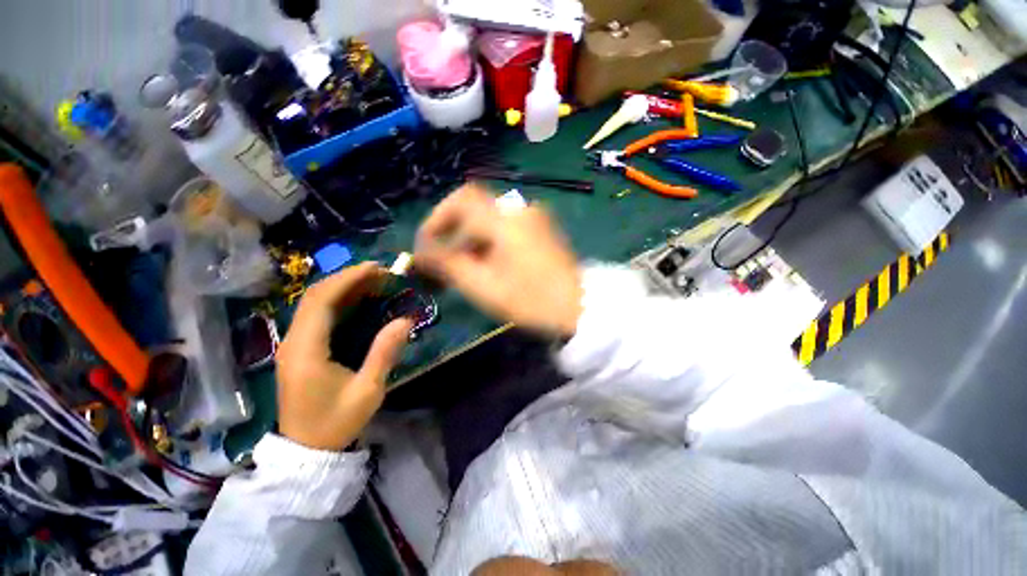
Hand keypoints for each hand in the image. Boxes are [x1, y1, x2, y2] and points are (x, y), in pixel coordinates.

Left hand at [275, 263, 412, 450]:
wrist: (306, 450)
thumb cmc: (337, 422)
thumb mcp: (368, 390)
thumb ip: (384, 353)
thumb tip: (405, 320)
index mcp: (306, 350)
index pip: (321, 300)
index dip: (348, 279)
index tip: (376, 269)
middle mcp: (293, 341)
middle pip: (314, 296)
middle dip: (347, 278)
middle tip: (380, 273)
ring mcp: (292, 345)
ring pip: (313, 303)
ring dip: (342, 288)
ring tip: (373, 281)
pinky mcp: (298, 349)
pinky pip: (316, 316)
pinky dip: (337, 302)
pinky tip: (358, 300)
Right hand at [415, 184, 583, 338]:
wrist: (579, 306)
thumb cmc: (531, 300)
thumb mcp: (483, 286)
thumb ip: (448, 265)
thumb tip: (420, 253)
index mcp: (505, 220)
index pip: (462, 198)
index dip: (439, 217)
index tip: (428, 243)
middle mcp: (520, 211)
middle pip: (475, 213)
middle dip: (454, 237)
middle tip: (444, 266)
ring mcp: (535, 219)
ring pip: (490, 222)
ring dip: (471, 243)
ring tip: (465, 272)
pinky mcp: (542, 230)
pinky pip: (506, 228)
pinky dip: (490, 243)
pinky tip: (489, 267)